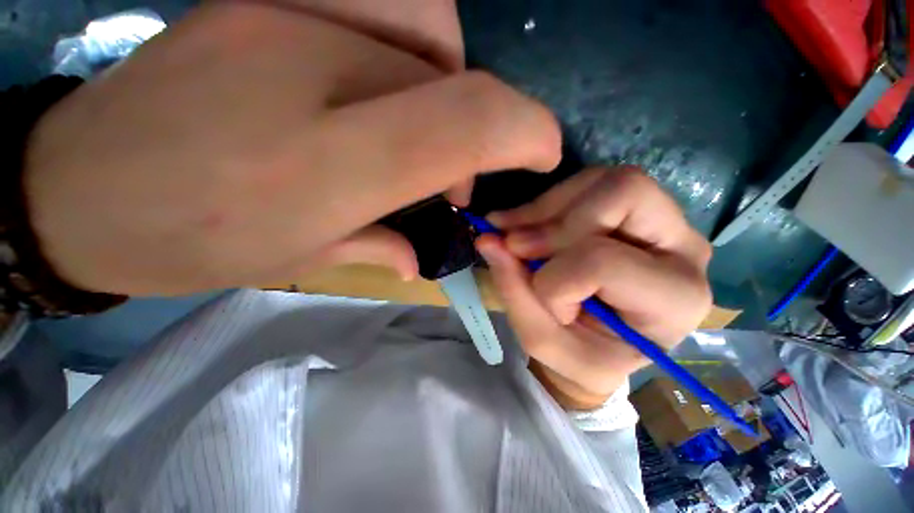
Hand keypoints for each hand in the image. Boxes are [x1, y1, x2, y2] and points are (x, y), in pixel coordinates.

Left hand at [24, 2, 559, 294]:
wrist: (78, 191)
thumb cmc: (185, 240)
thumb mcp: (300, 258)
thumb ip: (381, 243)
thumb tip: (423, 249)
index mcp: (324, 163)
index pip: (462, 121)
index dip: (524, 130)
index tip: (545, 151)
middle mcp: (312, 71)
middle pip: (453, 78)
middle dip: (475, 133)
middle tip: (449, 182)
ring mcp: (281, 14)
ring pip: (427, 30)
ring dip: (448, 89)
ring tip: (416, 138)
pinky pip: (382, 5)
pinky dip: (411, 51)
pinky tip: (378, 91)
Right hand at [476, 167, 711, 409]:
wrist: (601, 344)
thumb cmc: (582, 354)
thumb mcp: (544, 341)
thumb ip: (514, 291)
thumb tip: (486, 239)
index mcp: (674, 299)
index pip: (602, 262)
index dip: (554, 278)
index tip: (538, 293)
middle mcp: (683, 247)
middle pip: (623, 193)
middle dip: (554, 223)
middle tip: (515, 244)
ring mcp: (663, 218)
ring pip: (603, 180)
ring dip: (546, 208)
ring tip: (515, 233)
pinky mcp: (634, 206)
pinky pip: (588, 182)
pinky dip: (548, 202)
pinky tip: (526, 224)